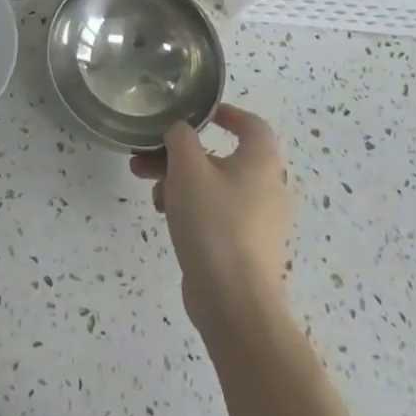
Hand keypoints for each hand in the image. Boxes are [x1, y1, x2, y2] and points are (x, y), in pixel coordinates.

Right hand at [130, 105, 289, 332]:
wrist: (233, 302)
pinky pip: (216, 214)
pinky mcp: (245, 248)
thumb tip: (181, 131)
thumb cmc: (214, 222)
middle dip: (181, 153)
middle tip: (149, 155)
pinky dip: (191, 207)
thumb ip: (181, 138)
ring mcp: (258, 222)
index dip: (226, 113)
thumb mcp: (188, 168)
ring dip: (179, 180)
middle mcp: (267, 188)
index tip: (199, 113)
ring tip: (149, 189)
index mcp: (261, 162)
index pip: (252, 124)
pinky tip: (164, 215)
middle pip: (222, 156)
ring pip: (214, 186)